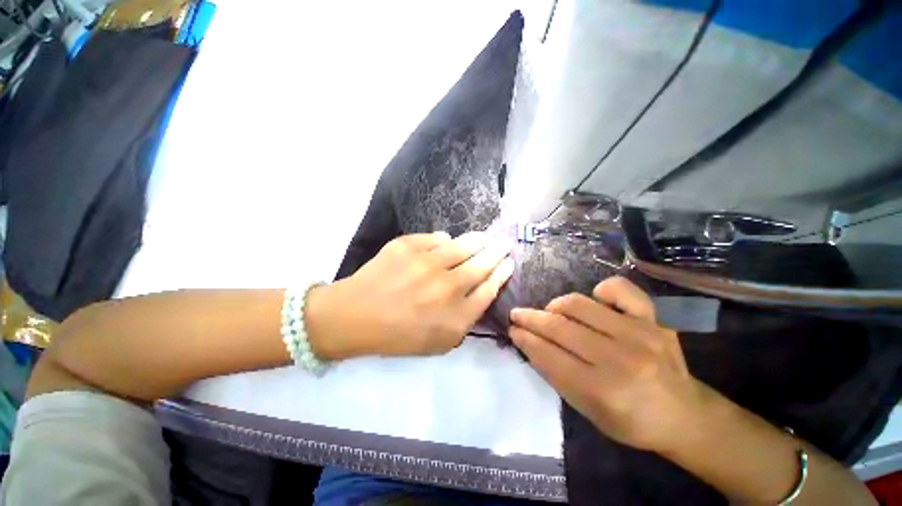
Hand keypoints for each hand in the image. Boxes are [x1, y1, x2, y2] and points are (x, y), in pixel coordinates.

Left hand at [308, 232, 513, 358]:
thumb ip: (466, 318)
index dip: (502, 272)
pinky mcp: (407, 246)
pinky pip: (436, 238)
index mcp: (456, 315)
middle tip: (504, 242)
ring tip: (485, 237)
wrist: (354, 317)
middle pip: (483, 263)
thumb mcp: (440, 341)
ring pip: (463, 245)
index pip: (489, 287)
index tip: (509, 262)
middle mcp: (447, 286)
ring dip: (478, 240)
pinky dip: (444, 240)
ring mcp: (426, 262)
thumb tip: (481, 286)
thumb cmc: (398, 335)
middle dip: (498, 251)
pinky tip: (446, 241)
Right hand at [509, 276, 705, 452]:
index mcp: (603, 391)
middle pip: (560, 327)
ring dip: (555, 306)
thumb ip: (555, 375)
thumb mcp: (586, 411)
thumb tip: (528, 342)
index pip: (549, 356)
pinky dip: (600, 290)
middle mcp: (621, 359)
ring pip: (579, 304)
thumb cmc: (631, 420)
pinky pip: (619, 289)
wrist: (685, 415)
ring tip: (551, 312)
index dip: (525, 339)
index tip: (512, 329)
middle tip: (518, 314)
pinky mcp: (654, 319)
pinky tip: (594, 300)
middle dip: (531, 318)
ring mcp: (639, 333)